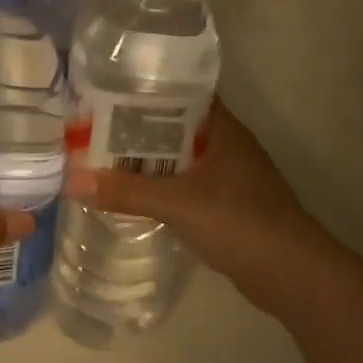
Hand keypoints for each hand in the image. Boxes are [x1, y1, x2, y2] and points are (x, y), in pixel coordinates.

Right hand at [64, 100, 331, 317]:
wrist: (290, 273)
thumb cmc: (239, 223)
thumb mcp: (177, 203)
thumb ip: (126, 192)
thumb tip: (72, 181)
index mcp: (222, 129)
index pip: (181, 92)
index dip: (145, 89)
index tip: (106, 91)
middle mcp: (226, 145)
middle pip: (174, 126)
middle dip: (135, 128)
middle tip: (91, 128)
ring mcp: (227, 176)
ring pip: (178, 158)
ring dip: (145, 160)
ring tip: (102, 158)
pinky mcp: (225, 205)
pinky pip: (183, 185)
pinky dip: (159, 186)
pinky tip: (132, 194)